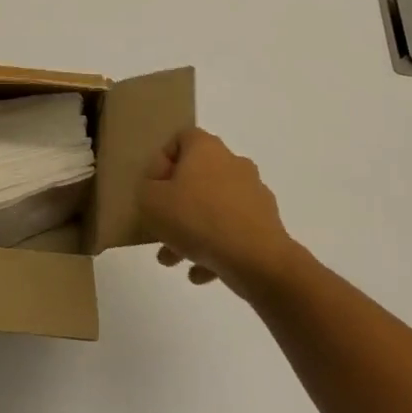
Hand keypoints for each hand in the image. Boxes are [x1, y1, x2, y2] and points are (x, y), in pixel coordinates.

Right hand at [139, 128, 301, 296]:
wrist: (257, 260)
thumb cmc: (197, 219)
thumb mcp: (151, 201)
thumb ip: (146, 190)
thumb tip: (157, 191)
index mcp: (206, 148)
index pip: (180, 139)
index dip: (161, 162)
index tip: (152, 190)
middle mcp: (232, 163)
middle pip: (196, 177)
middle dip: (175, 204)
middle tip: (160, 228)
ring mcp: (252, 194)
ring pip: (213, 208)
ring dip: (191, 231)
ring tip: (174, 260)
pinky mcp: (265, 224)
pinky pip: (232, 232)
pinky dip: (214, 248)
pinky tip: (198, 273)